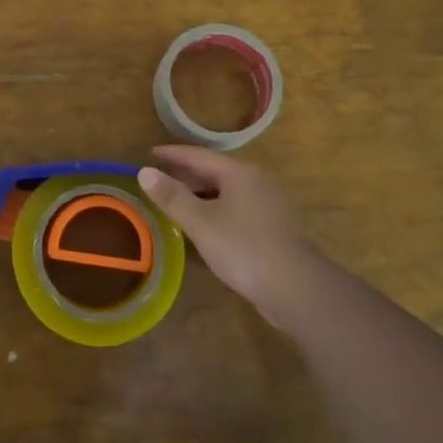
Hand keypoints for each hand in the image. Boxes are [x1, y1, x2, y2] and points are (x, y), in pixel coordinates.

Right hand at [139, 147, 326, 331]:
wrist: (297, 288)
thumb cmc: (244, 248)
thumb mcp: (201, 222)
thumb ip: (172, 197)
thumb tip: (145, 172)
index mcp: (239, 173)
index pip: (199, 155)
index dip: (173, 154)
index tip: (151, 153)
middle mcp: (256, 182)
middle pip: (215, 172)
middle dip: (186, 175)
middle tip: (159, 181)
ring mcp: (268, 205)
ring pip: (227, 192)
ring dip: (201, 195)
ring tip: (176, 204)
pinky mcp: (273, 228)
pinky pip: (237, 210)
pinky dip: (215, 211)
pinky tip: (204, 228)